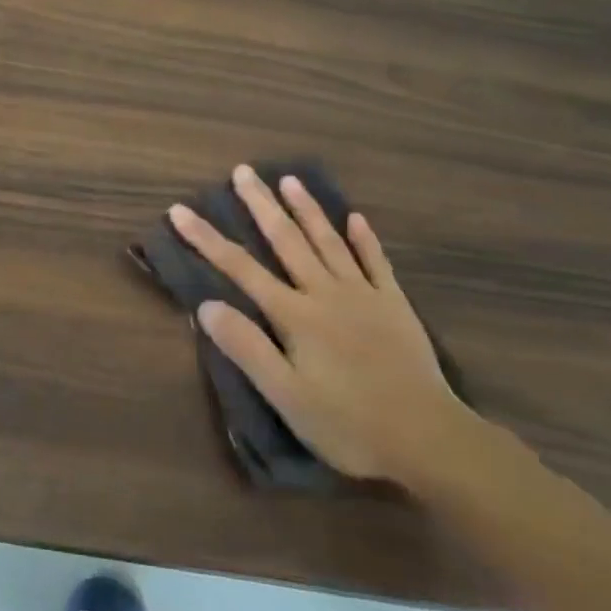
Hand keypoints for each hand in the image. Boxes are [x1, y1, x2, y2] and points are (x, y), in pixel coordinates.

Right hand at [169, 166, 476, 488]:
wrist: (430, 440)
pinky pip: (376, 263)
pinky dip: (365, 239)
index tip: (180, 210)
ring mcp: (364, 296)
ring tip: (290, 180)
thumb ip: (246, 348)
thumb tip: (206, 305)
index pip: (240, 268)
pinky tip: (356, 218)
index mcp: (295, 315)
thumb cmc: (348, 424)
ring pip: (329, 242)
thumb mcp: (285, 395)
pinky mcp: (395, 307)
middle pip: (287, 241)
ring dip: (307, 210)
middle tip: (243, 171)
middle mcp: (326, 293)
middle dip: (261, 205)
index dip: (206, 238)